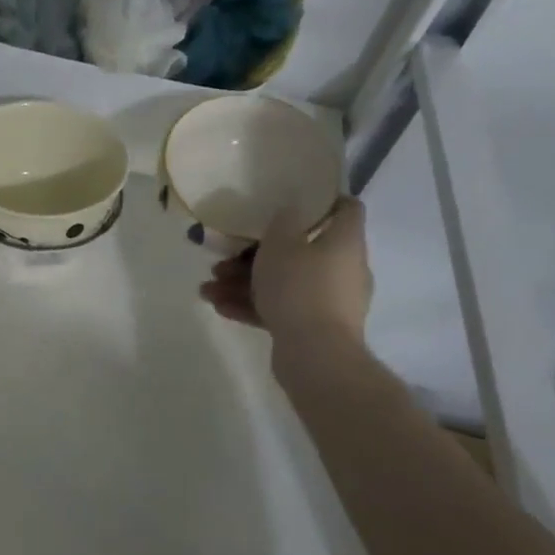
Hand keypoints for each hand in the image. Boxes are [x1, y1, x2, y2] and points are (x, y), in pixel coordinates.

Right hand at [199, 197, 370, 345]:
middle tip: (225, 257)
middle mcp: (342, 269)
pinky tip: (219, 307)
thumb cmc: (299, 288)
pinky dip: (252, 305)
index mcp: (344, 242)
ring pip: (284, 282)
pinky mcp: (313, 327)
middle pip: (301, 250)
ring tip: (208, 289)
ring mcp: (328, 301)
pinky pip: (280, 308)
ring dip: (244, 283)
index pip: (346, 209)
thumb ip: (282, 222)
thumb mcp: (281, 244)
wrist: (315, 354)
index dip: (322, 200)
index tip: (291, 200)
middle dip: (257, 253)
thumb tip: (290, 210)